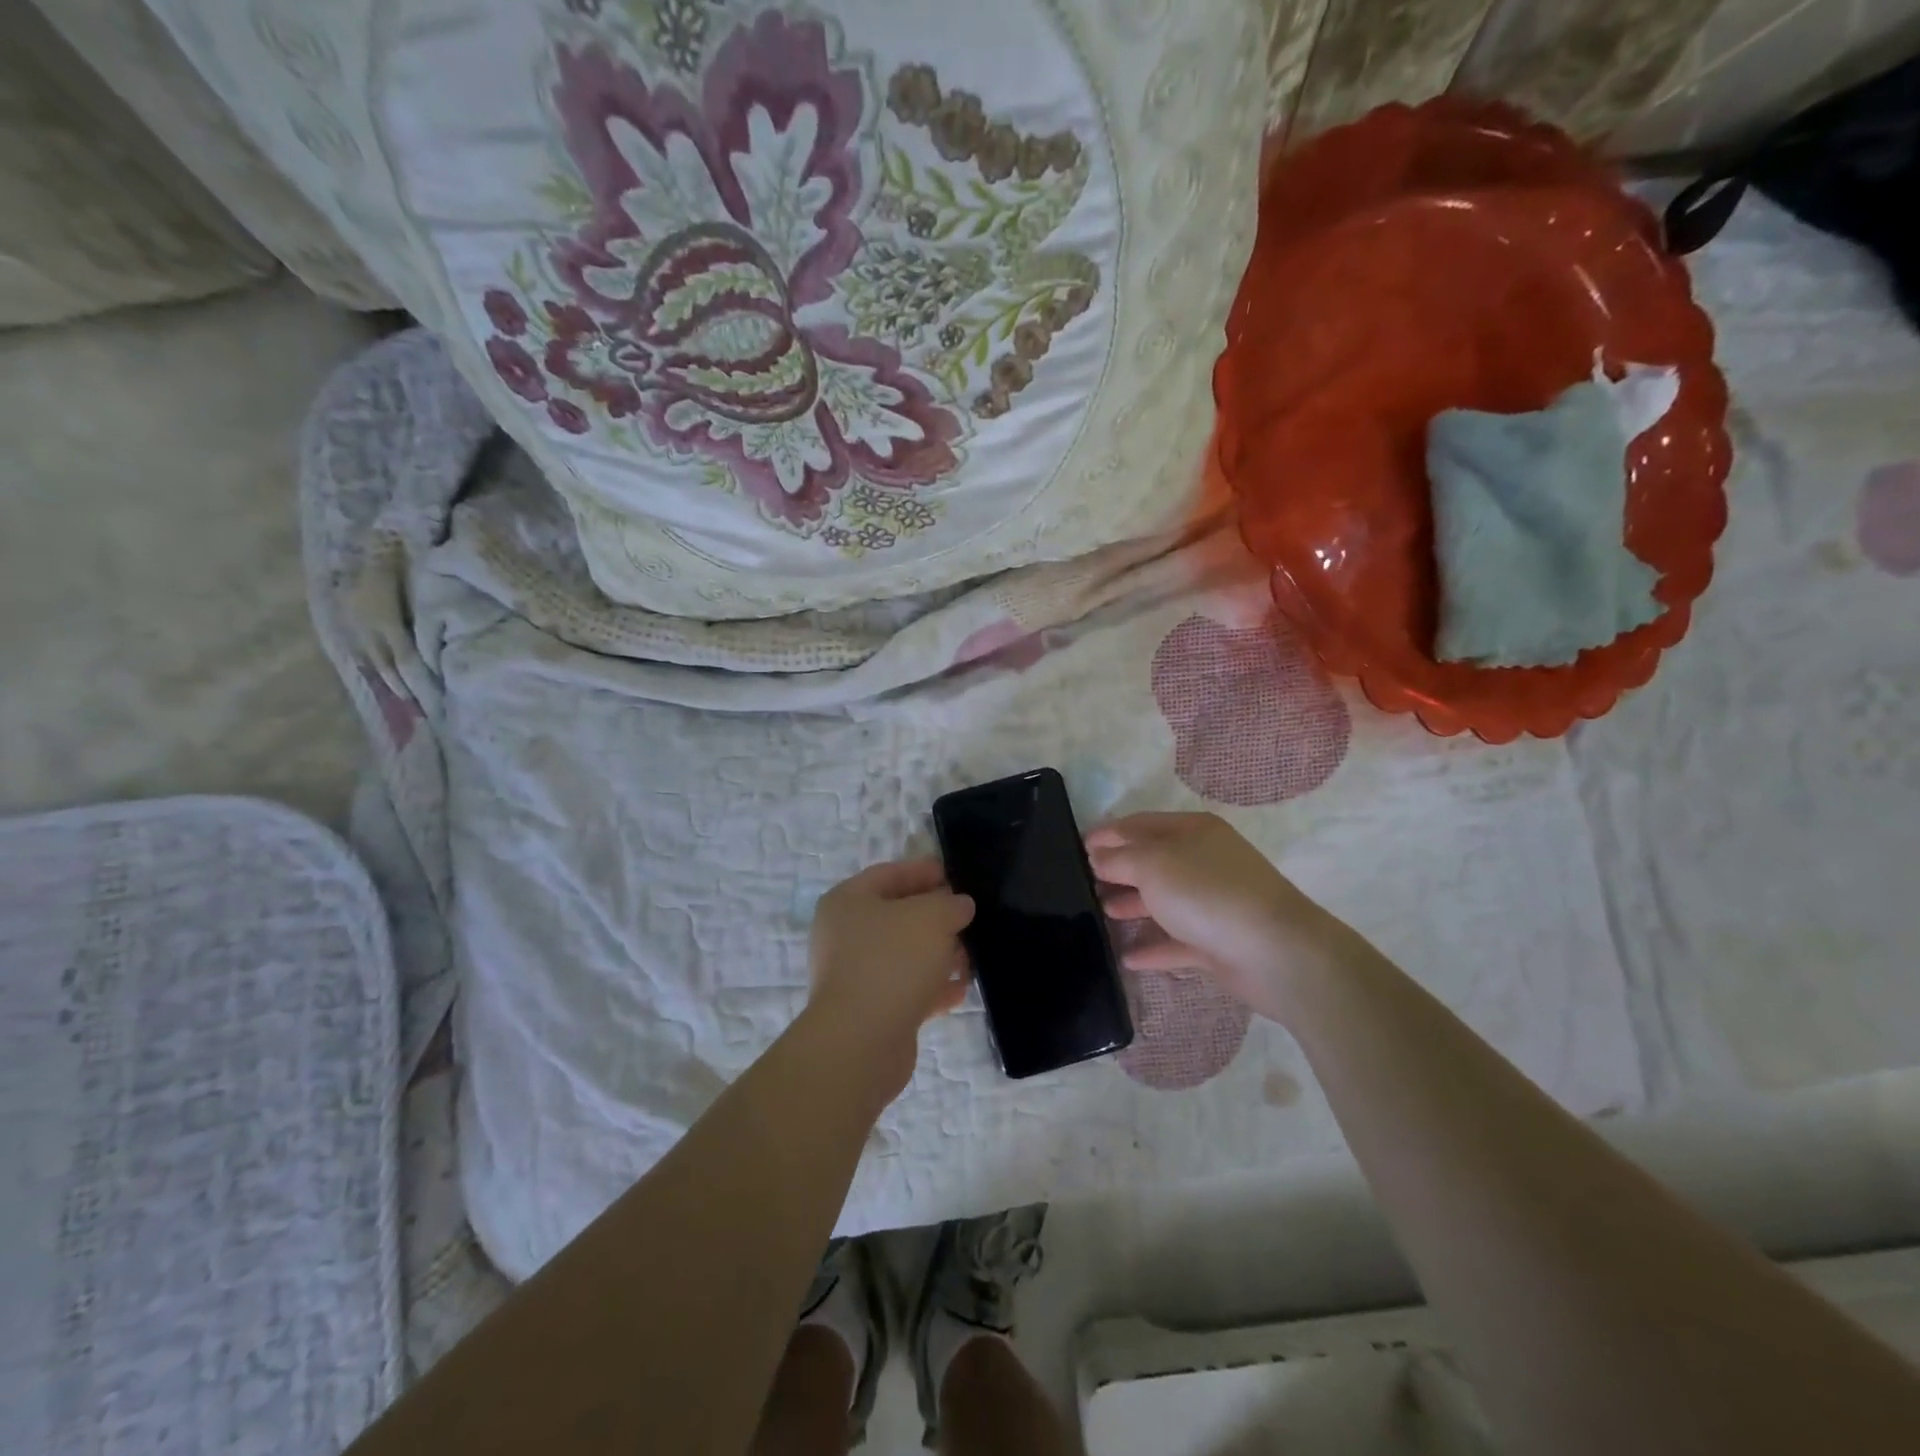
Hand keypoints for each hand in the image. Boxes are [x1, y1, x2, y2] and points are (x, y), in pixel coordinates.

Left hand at [803, 858, 974, 1101]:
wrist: (861, 1042)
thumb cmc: (893, 961)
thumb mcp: (932, 917)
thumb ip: (950, 904)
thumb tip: (958, 906)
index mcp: (848, 901)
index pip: (890, 874)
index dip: (923, 871)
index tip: (955, 875)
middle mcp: (845, 935)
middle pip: (898, 916)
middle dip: (936, 917)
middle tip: (970, 918)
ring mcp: (855, 975)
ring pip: (904, 955)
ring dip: (938, 954)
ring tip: (972, 957)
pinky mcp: (869, 1011)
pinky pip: (906, 989)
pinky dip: (932, 987)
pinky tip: (961, 990)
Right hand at [1087, 812, 1357, 1024]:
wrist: (1276, 952)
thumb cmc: (1208, 893)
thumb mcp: (1153, 865)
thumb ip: (1119, 859)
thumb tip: (1097, 857)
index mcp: (1192, 831)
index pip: (1140, 825)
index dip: (1108, 833)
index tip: (1076, 846)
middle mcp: (1204, 862)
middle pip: (1152, 862)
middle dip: (1117, 871)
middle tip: (1082, 884)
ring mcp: (1213, 904)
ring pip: (1164, 902)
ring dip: (1132, 906)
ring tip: (1098, 915)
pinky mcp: (1218, 943)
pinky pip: (1177, 942)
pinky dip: (1153, 948)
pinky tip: (1126, 958)